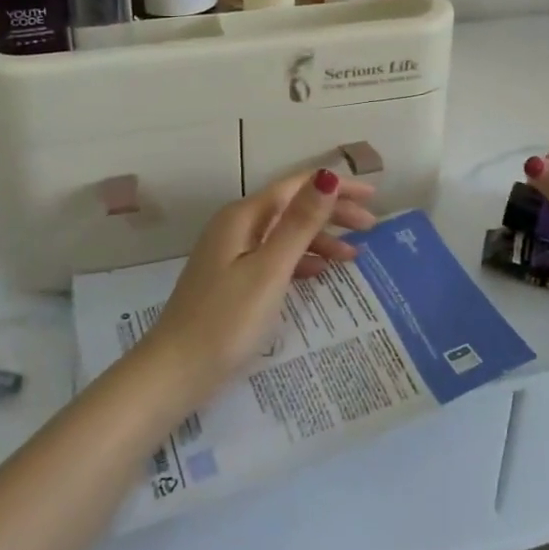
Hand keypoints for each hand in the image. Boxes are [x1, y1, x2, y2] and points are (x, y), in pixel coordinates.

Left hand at [146, 168, 378, 392]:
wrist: (174, 373)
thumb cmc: (226, 320)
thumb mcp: (270, 269)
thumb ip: (300, 222)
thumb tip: (328, 176)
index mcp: (244, 216)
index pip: (298, 186)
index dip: (337, 187)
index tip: (374, 197)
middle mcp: (237, 226)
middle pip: (292, 207)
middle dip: (333, 212)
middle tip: (371, 227)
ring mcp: (232, 253)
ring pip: (285, 234)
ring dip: (320, 239)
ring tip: (353, 256)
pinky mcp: (233, 279)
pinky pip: (275, 257)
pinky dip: (301, 260)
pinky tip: (320, 273)